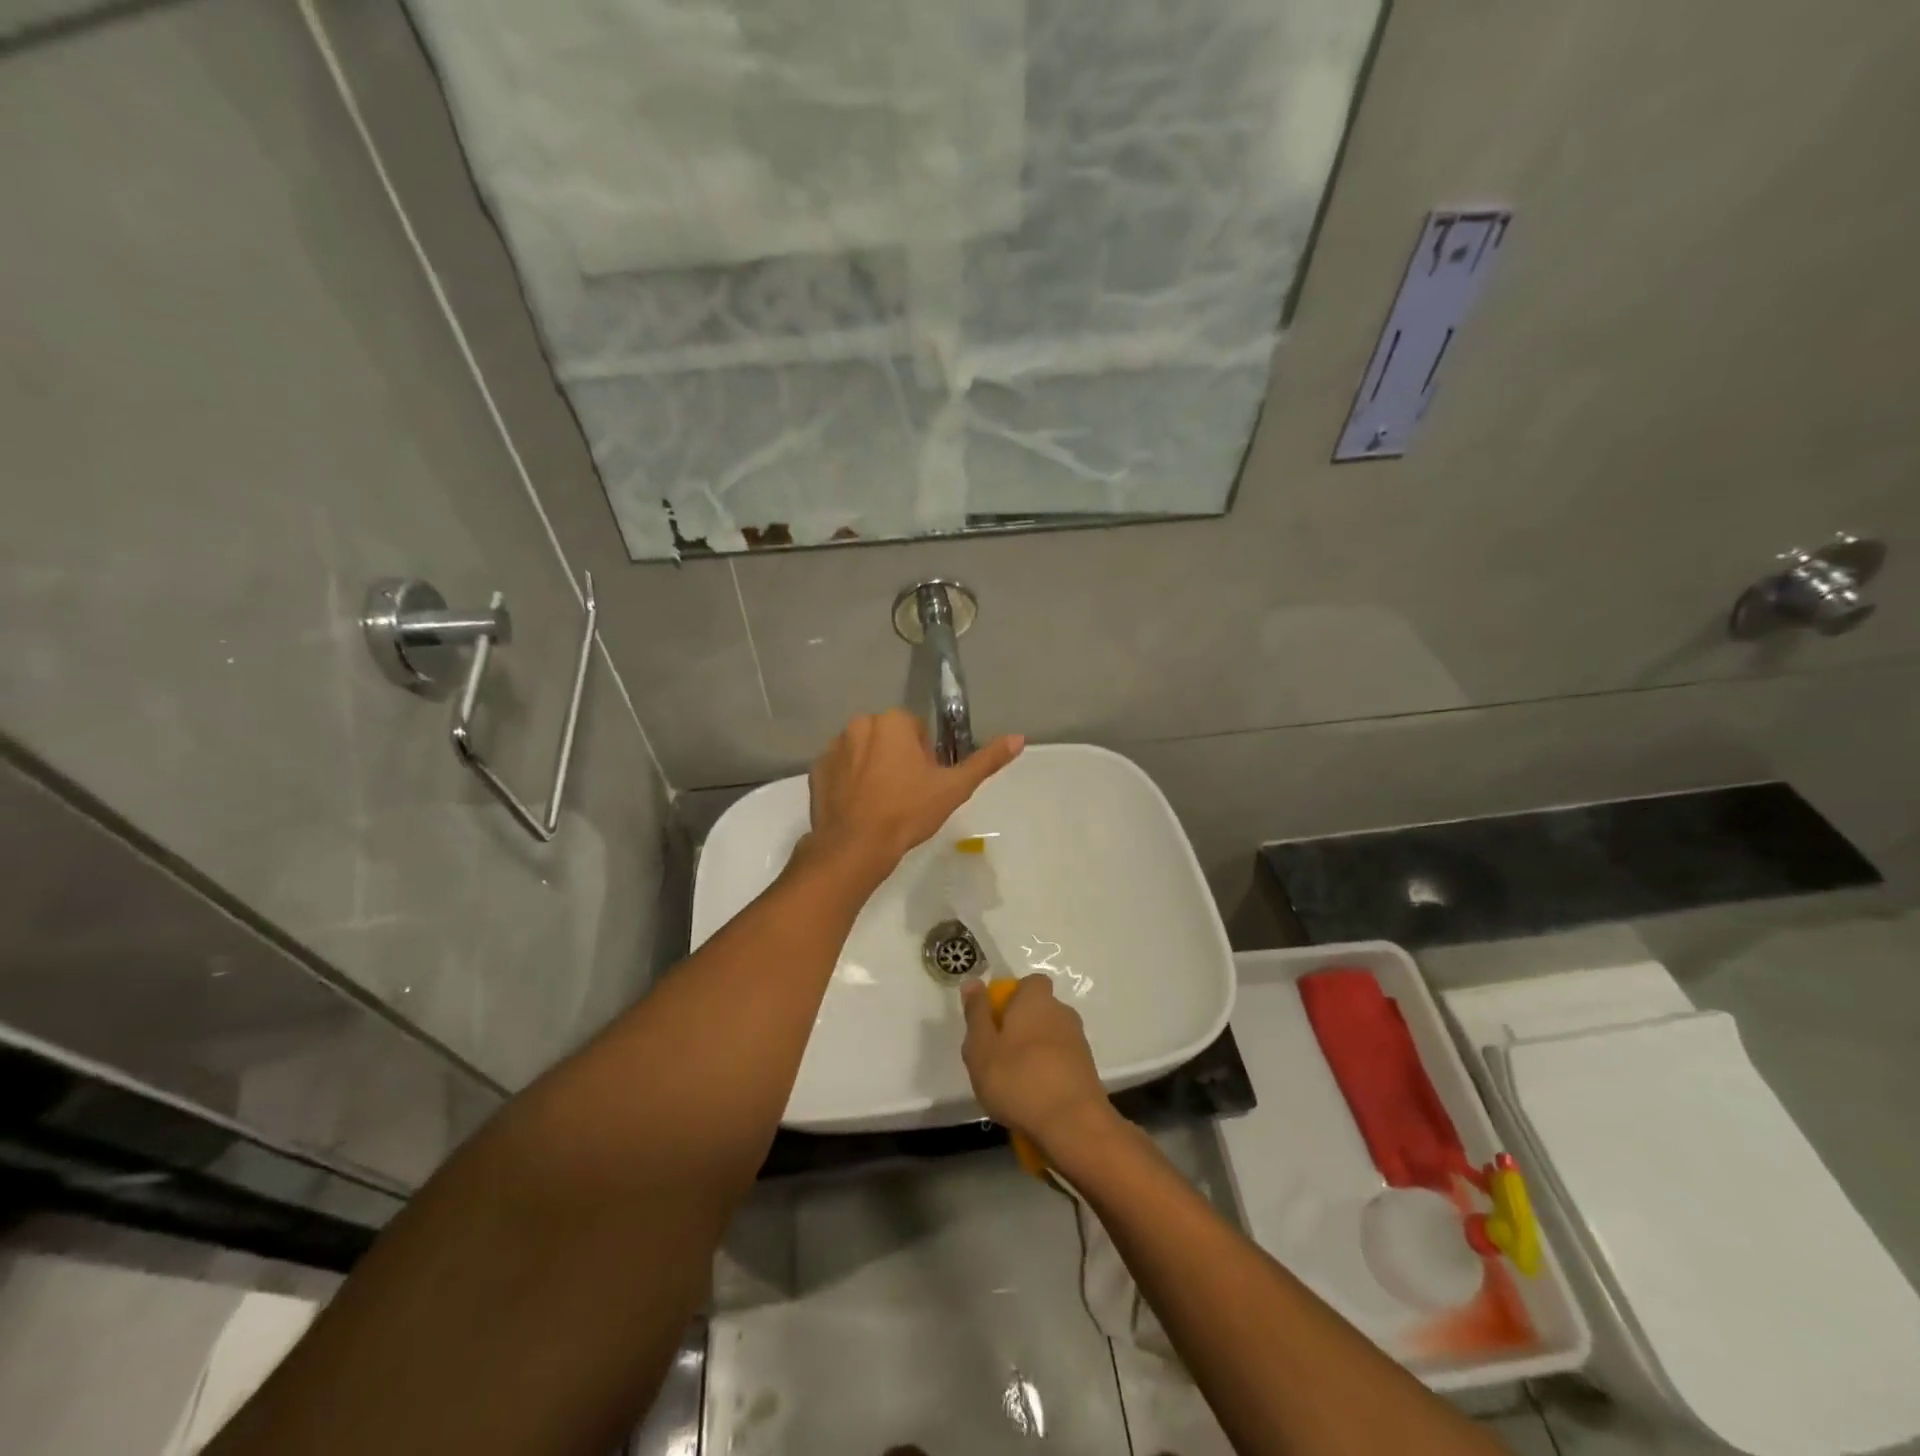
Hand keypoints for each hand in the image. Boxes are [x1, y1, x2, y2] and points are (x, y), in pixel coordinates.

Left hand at [803, 709, 1022, 879]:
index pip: (916, 730)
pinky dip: (849, 781)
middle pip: (888, 737)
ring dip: (873, 767)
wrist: (855, 847)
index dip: (925, 757)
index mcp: (892, 721)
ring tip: (881, 803)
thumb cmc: (907, 813)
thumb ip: (986, 760)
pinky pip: (840, 768)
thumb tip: (1019, 738)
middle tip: (905, 795)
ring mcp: (833, 746)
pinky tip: (859, 806)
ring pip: (863, 751)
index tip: (924, 784)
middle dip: (898, 759)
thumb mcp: (953, 788)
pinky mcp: (816, 770)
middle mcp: (859, 724)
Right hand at [961, 975, 1113, 1154]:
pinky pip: (1060, 1061)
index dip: (1011, 997)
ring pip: (1049, 1037)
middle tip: (997, 1056)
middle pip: (1038, 1011)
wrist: (1073, 1125)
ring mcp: (1078, 1042)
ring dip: (1033, 1052)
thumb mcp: (981, 1048)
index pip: (1029, 983)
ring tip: (1014, 1083)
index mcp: (1036, 1000)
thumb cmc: (1018, 1079)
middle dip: (1020, 1027)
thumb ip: (976, 1013)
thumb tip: (973, 982)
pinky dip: (1048, 1072)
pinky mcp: (1087, 1070)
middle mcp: (1062, 1013)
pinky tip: (1034, 1098)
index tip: (994, 1021)